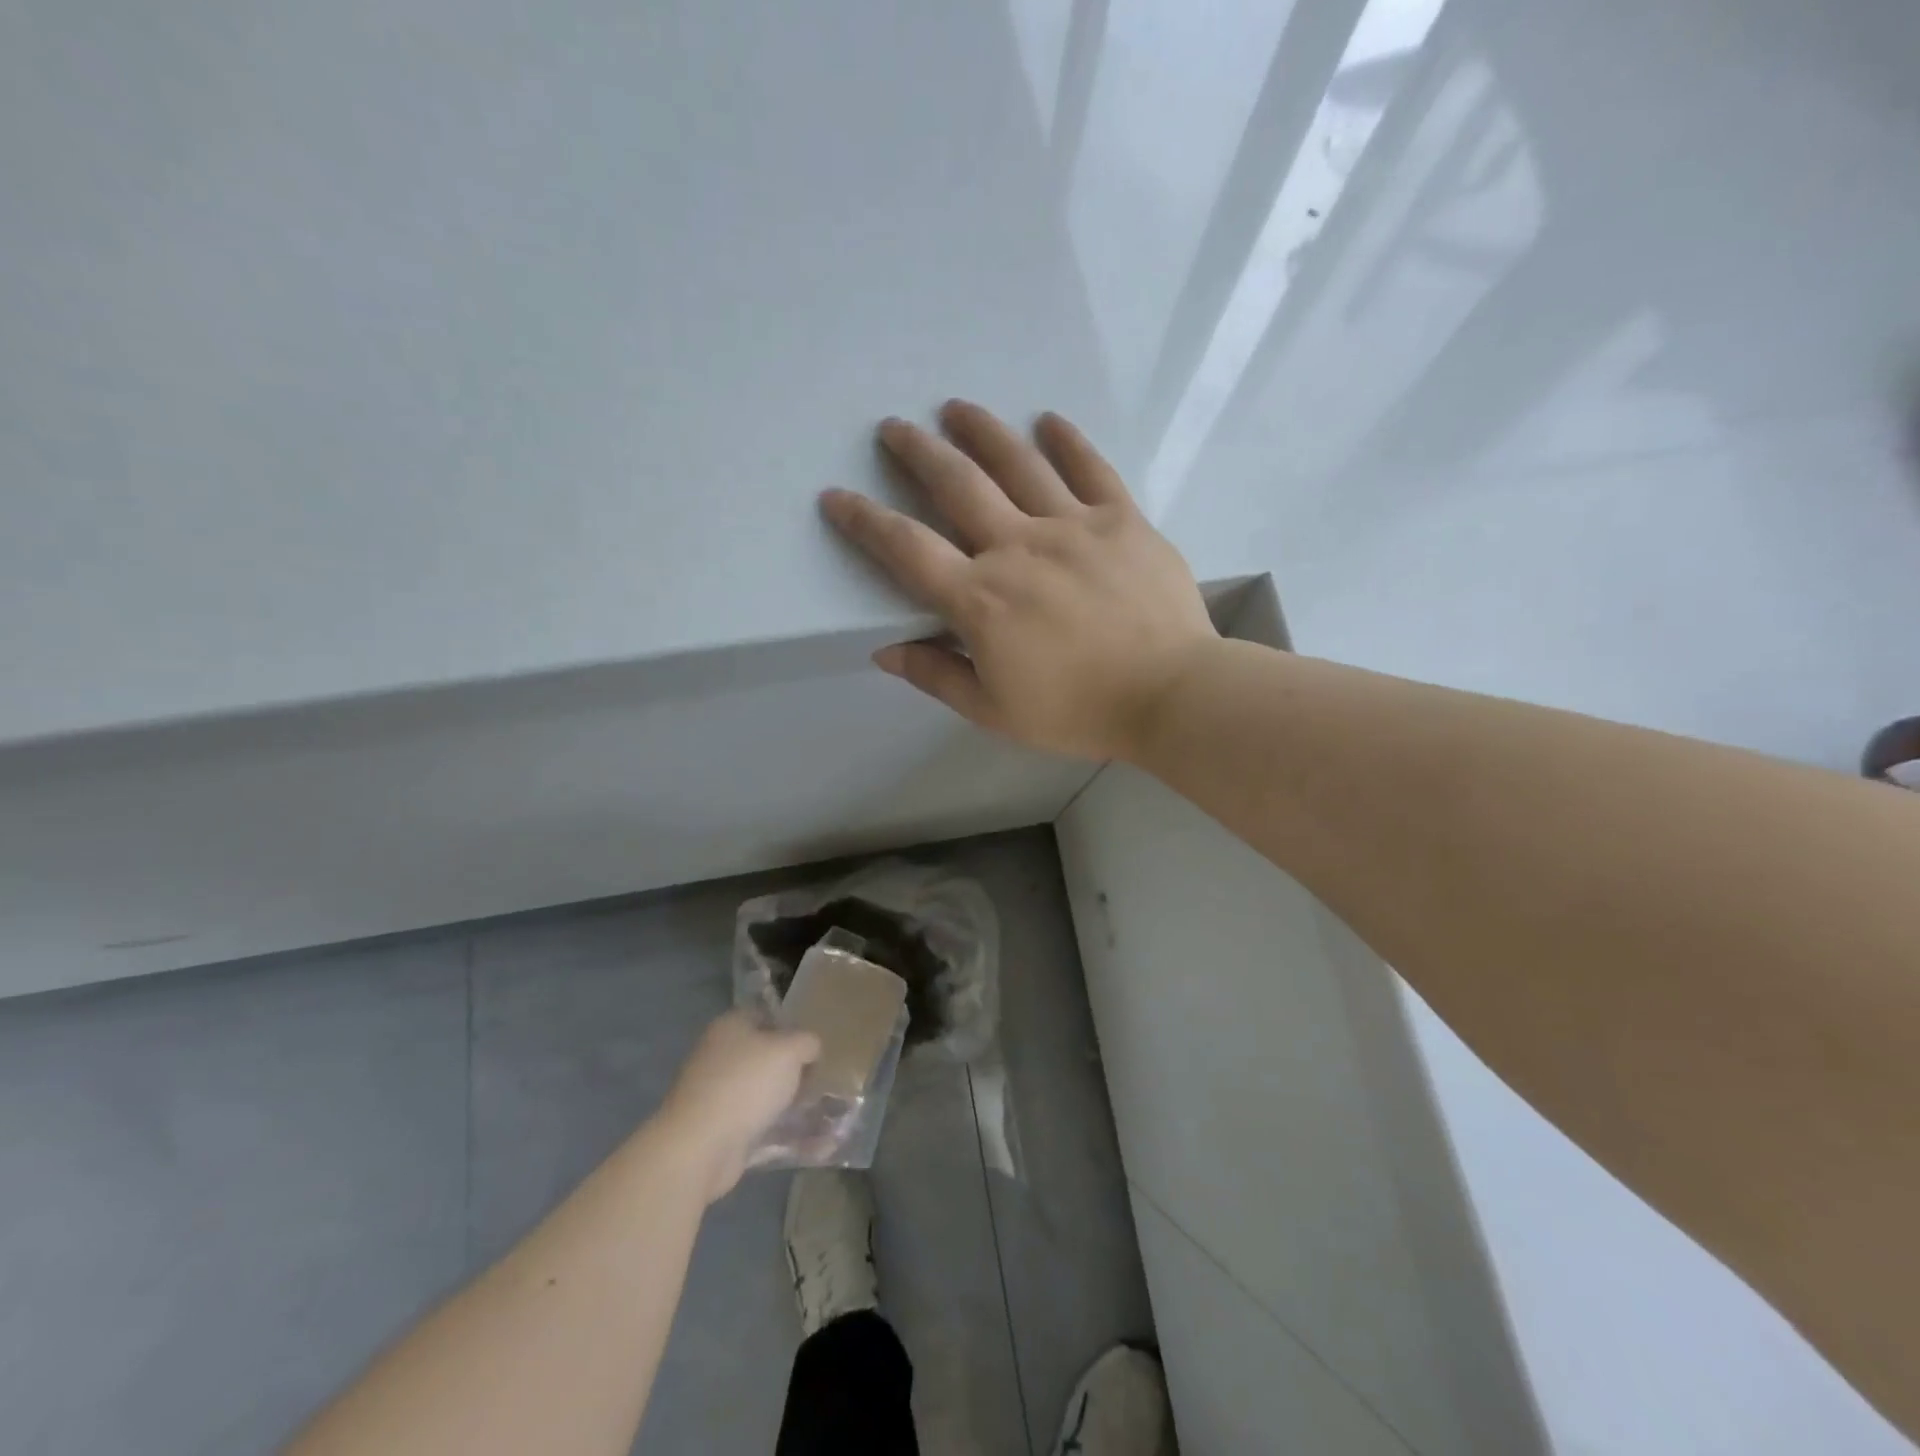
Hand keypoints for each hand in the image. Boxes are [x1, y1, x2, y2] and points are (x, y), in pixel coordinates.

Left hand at [658, 1012, 819, 1200]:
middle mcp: (720, 1055)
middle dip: (793, 1070)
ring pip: (762, 1093)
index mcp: (731, 1026)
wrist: (699, 1147)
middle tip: (820, 1082)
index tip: (815, 1049)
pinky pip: (758, 1125)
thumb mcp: (789, 1050)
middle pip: (765, 1057)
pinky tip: (810, 1144)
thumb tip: (810, 1049)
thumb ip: (807, 1042)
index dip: (793, 1029)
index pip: (767, 1016)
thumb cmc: (745, 1084)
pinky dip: (780, 1132)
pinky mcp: (719, 1129)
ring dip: (789, 1104)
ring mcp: (716, 1094)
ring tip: (822, 1116)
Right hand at [821, 401, 1218, 762]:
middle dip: (917, 452)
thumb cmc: (1077, 712)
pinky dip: (1067, 441)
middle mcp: (1018, 548)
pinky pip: (1090, 468)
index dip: (865, 521)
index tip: (837, 496)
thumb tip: (884, 650)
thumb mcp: (995, 711)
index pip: (907, 550)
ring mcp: (1073, 526)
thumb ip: (937, 676)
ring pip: (1018, 463)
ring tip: (956, 408)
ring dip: (980, 431)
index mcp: (981, 600)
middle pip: (957, 486)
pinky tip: (1048, 420)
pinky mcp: (1122, 520)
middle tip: (893, 427)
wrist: (1170, 695)